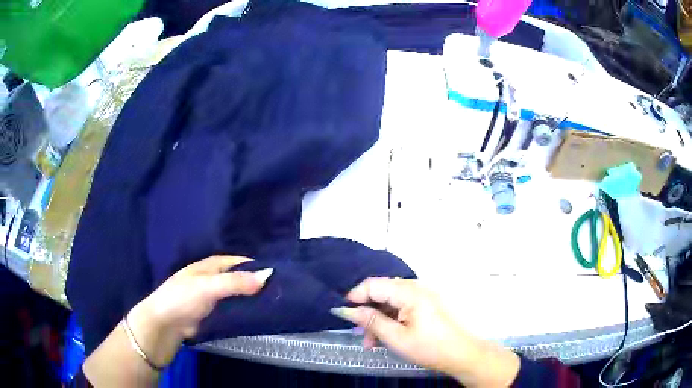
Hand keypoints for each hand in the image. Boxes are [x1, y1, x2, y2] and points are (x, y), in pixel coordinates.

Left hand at [127, 256, 272, 366]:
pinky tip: (261, 317)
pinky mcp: (216, 313)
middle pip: (243, 279)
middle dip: (259, 285)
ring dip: (254, 300)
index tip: (282, 277)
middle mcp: (216, 278)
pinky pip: (235, 310)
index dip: (260, 267)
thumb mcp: (209, 286)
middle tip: (284, 294)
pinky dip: (247, 312)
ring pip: (240, 296)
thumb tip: (268, 274)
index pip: (242, 262)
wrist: (165, 324)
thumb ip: (236, 282)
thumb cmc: (183, 298)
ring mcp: (216, 297)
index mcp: (213, 265)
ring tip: (279, 306)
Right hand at [330, 278, 519, 387]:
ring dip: (378, 319)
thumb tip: (346, 310)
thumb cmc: (430, 347)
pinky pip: (401, 307)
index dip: (354, 296)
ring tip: (372, 342)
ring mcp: (422, 295)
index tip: (341, 313)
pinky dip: (390, 320)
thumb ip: (371, 321)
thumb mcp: (396, 337)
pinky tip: (386, 336)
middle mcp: (416, 287)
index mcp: (410, 292)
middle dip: (367, 312)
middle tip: (359, 334)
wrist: (462, 354)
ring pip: (390, 301)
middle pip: (381, 292)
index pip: (373, 284)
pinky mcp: (426, 304)